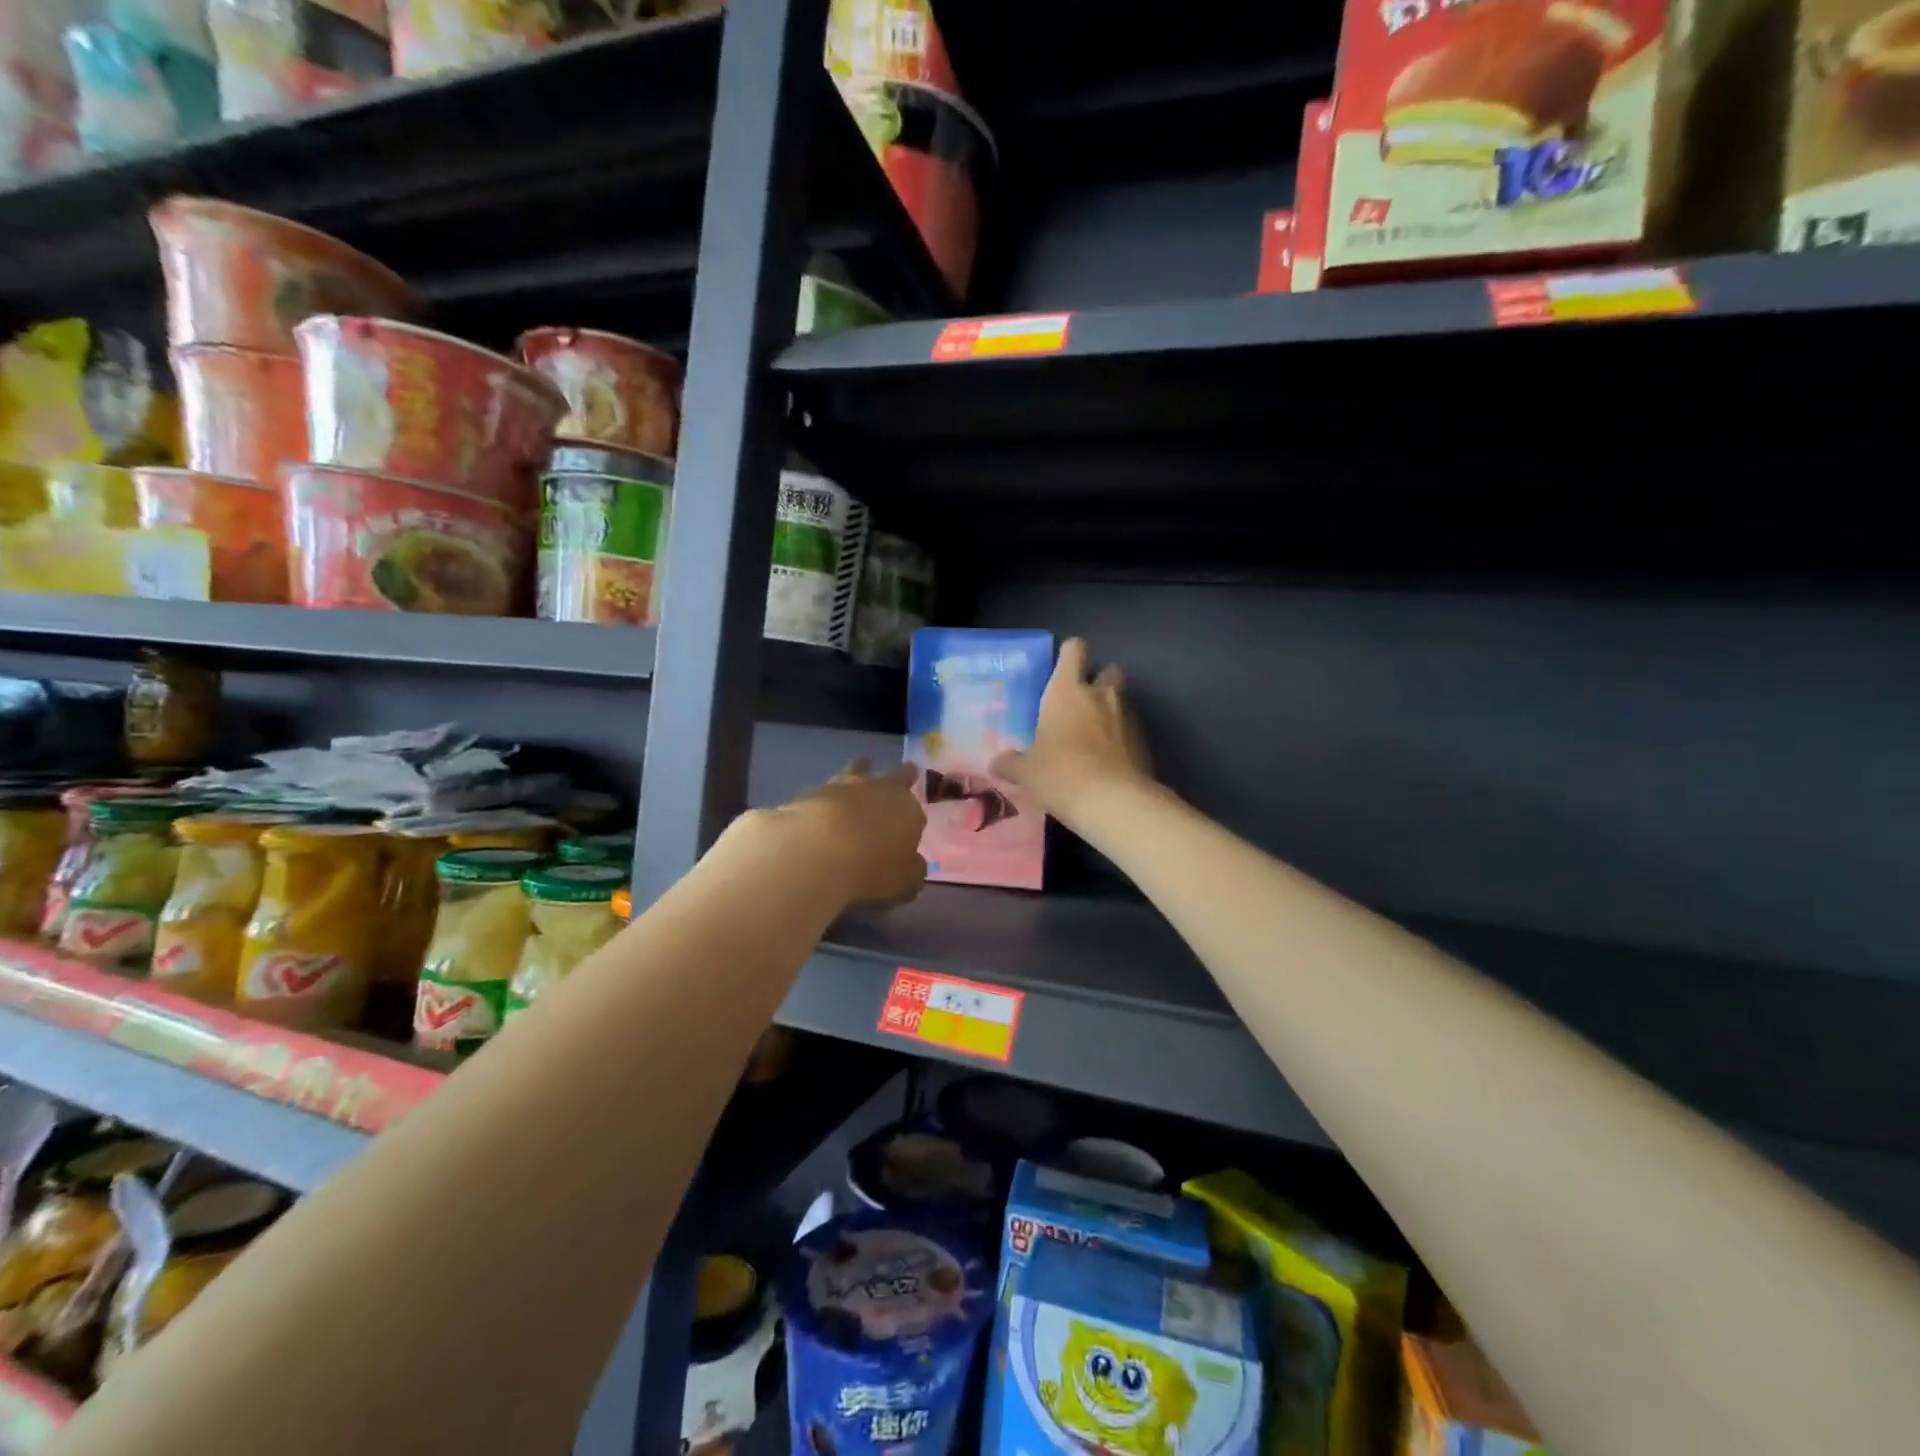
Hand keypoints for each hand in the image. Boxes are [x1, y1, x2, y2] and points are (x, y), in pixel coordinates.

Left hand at [763, 761, 926, 907]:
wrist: (816, 851)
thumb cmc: (871, 868)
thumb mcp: (904, 881)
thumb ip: (912, 869)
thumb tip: (914, 862)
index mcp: (907, 808)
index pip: (916, 809)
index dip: (913, 819)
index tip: (909, 829)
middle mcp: (880, 788)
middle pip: (897, 775)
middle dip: (903, 775)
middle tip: (906, 773)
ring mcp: (844, 785)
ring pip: (858, 770)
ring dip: (862, 769)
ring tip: (862, 764)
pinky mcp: (812, 791)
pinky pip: (826, 790)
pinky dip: (828, 796)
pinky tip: (822, 807)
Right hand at [992, 638, 1153, 829]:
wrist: (1114, 802)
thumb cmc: (1060, 774)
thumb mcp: (1026, 772)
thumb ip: (1011, 763)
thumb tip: (994, 764)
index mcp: (1067, 691)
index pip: (1074, 650)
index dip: (1069, 654)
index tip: (1060, 670)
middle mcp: (1101, 695)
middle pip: (1109, 670)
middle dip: (1098, 681)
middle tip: (1081, 703)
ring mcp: (1127, 717)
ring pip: (1121, 701)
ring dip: (1110, 711)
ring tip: (1093, 737)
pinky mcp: (1143, 742)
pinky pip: (1130, 730)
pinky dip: (1121, 738)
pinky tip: (1108, 761)